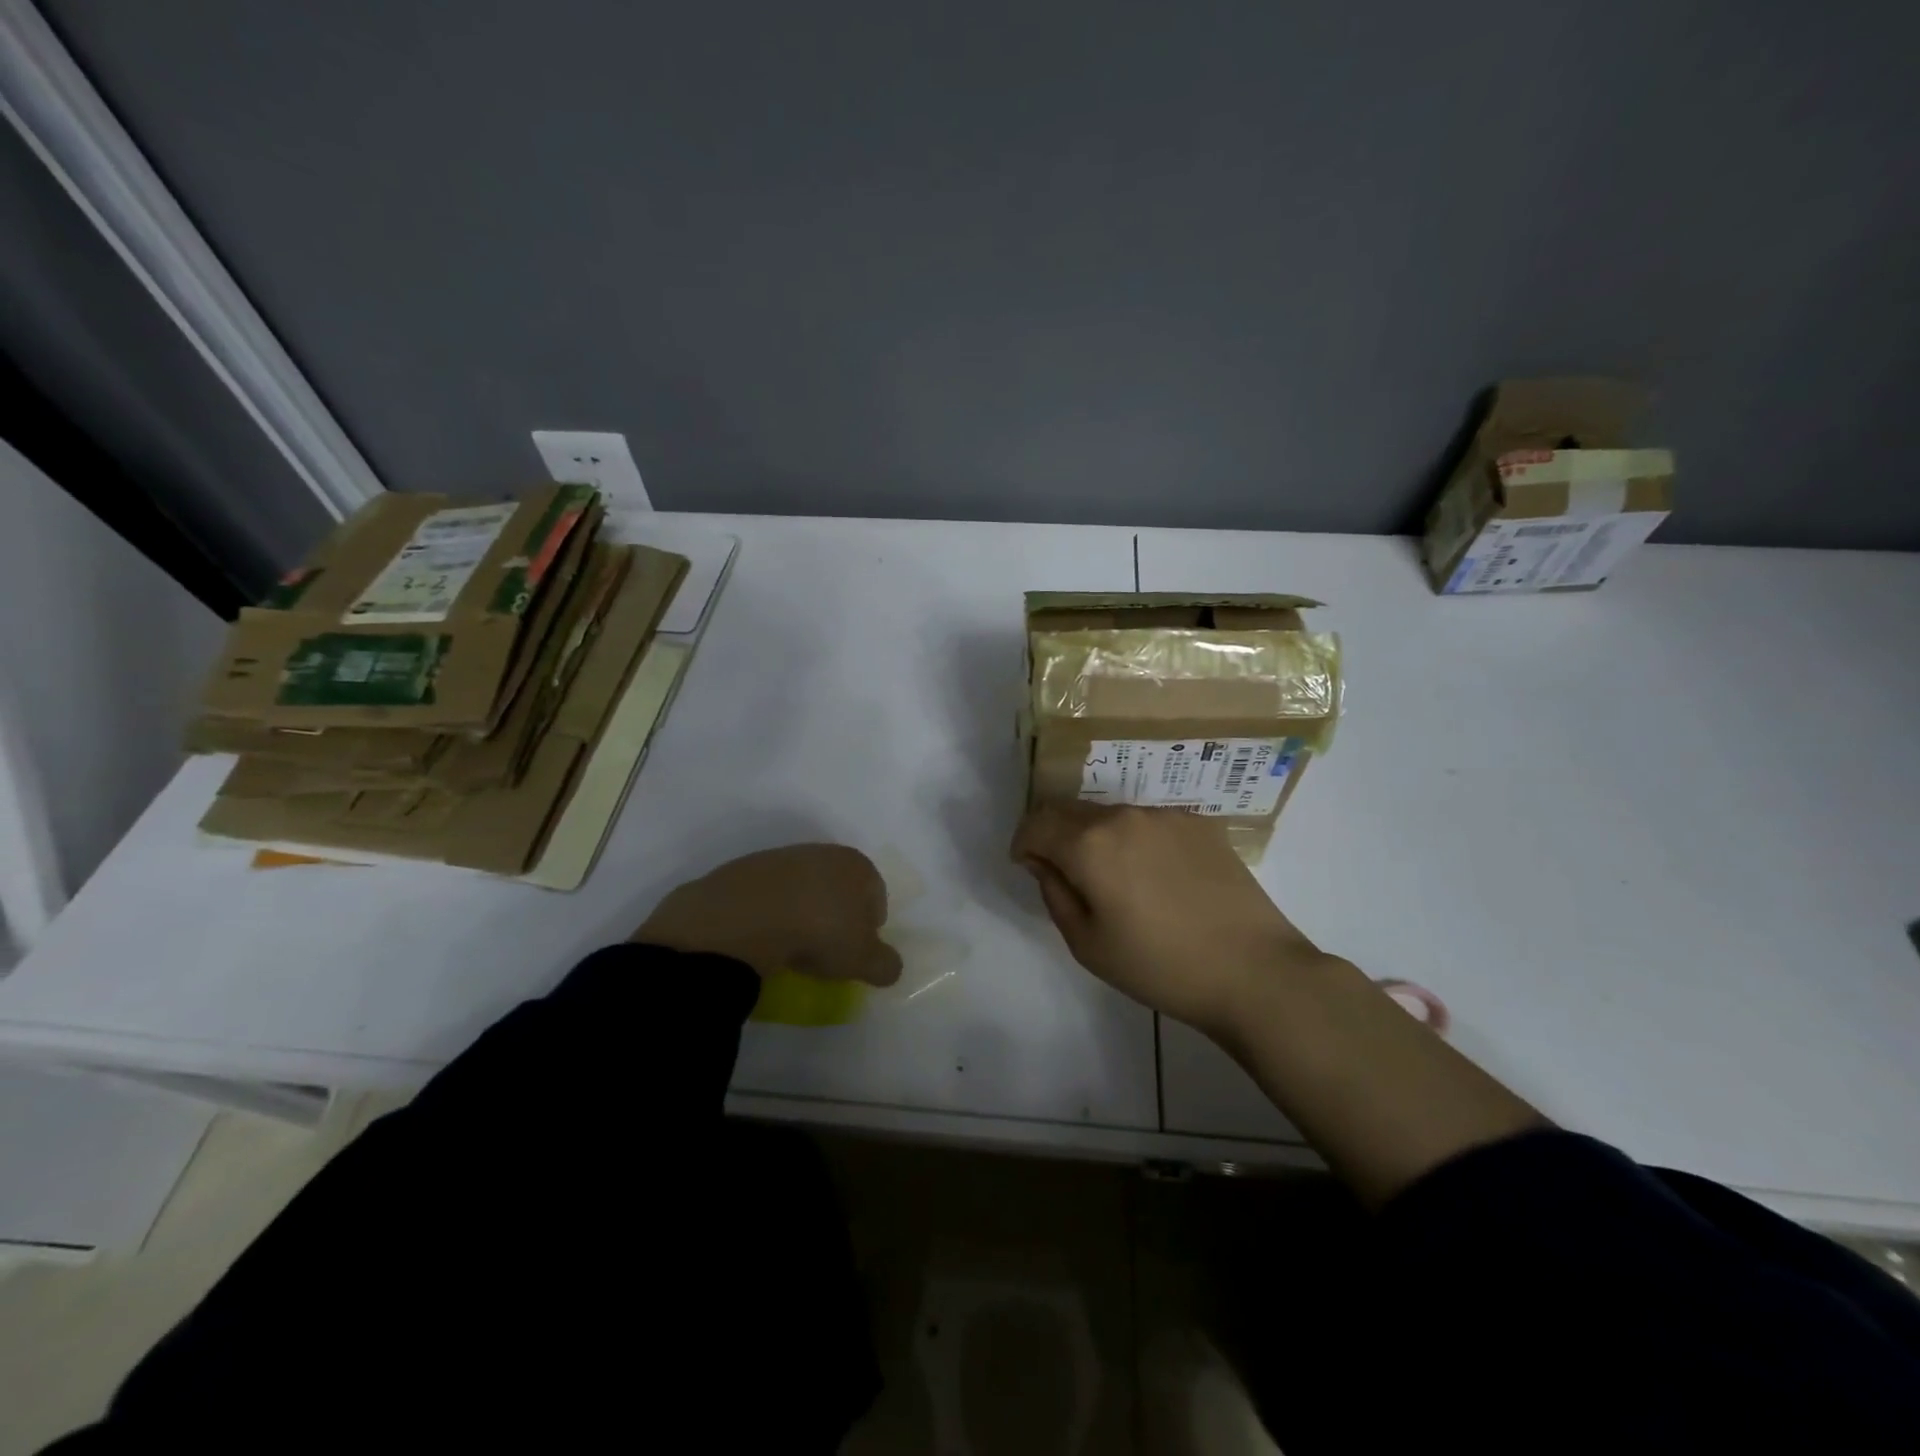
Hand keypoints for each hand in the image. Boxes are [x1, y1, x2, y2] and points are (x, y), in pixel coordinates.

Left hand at [635, 844, 902, 985]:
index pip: (877, 896)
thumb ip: (885, 964)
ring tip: (792, 945)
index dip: (871, 927)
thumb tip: (890, 967)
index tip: (856, 953)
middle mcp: (824, 852)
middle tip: (826, 949)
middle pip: (840, 887)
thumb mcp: (863, 960)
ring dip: (803, 912)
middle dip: (837, 915)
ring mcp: (783, 857)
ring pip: (804, 888)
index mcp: (858, 865)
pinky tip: (764, 936)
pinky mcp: (747, 868)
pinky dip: (771, 912)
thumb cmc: (819, 932)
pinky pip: (770, 895)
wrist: (745, 916)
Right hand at [1011, 803, 1332, 1032]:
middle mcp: (1124, 815)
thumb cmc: (1160, 967)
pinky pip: (1150, 823)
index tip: (1028, 866)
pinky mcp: (1200, 823)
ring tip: (1119, 882)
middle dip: (1057, 836)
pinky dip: (1137, 841)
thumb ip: (1054, 894)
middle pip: (1072, 811)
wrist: (1254, 971)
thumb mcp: (1088, 944)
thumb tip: (1044, 863)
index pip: (1037, 822)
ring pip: (1112, 816)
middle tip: (1068, 876)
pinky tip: (1159, 879)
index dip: (1024, 842)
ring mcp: (1166, 815)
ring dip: (1099, 838)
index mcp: (1090, 843)